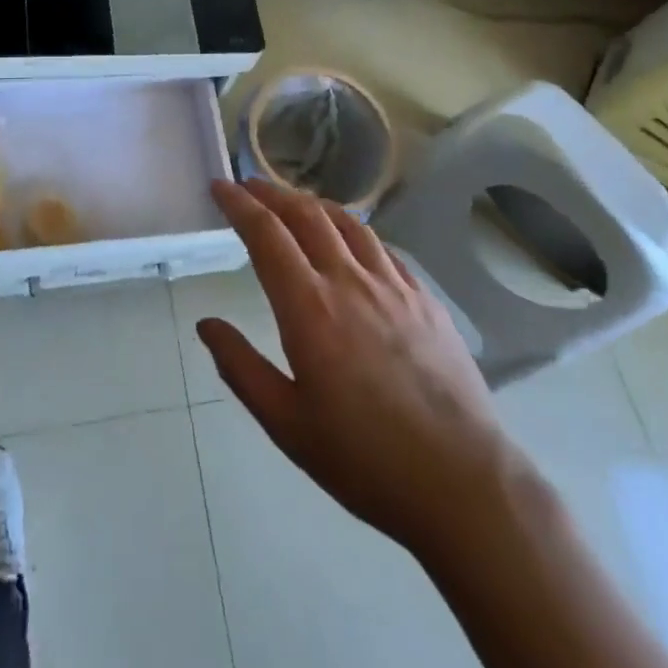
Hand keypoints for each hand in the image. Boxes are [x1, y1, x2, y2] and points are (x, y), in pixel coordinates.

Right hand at [200, 179, 507, 555]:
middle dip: (272, 194)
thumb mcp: (286, 423)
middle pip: (306, 215)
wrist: (461, 482)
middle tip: (249, 186)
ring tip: (294, 203)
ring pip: (347, 223)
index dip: (239, 204)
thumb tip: (207, 325)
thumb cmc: (363, 459)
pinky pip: (382, 247)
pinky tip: (351, 240)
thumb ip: (240, 367)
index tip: (220, 187)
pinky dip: (354, 230)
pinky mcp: (425, 299)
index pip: (266, 235)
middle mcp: (349, 281)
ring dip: (313, 204)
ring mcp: (393, 286)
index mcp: (309, 308)